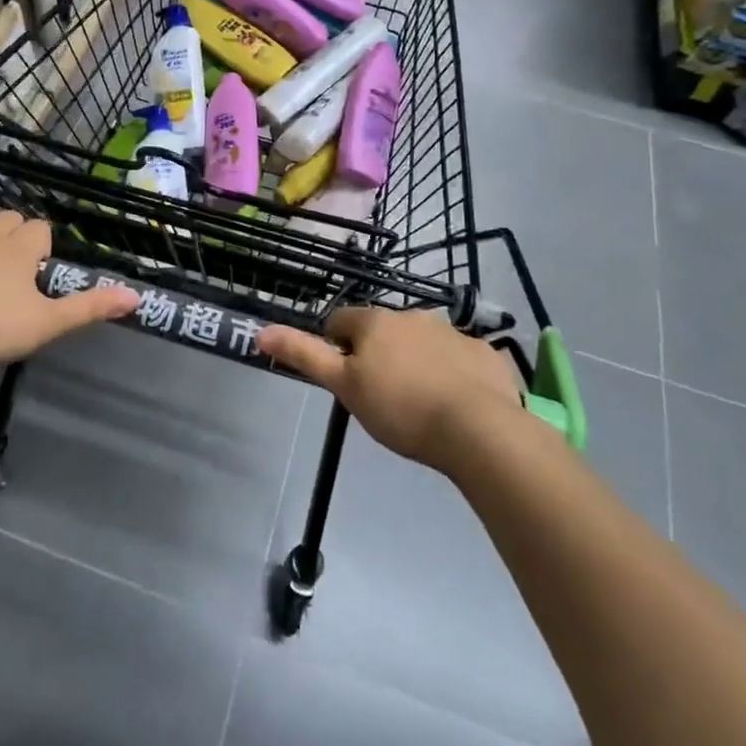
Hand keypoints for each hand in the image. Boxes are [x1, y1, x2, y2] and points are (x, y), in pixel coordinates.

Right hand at [258, 307, 530, 472]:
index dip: (335, 347)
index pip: (340, 321)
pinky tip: (455, 404)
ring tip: (418, 403)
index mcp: (375, 322)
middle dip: (377, 354)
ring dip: (414, 361)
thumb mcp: (344, 386)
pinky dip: (451, 372)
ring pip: (420, 342)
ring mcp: (452, 332)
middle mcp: (412, 315)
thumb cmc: (400, 408)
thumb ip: (304, 355)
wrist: (478, 429)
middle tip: (379, 396)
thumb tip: (261, 331)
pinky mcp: (483, 353)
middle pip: (382, 330)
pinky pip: (458, 358)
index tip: (343, 379)